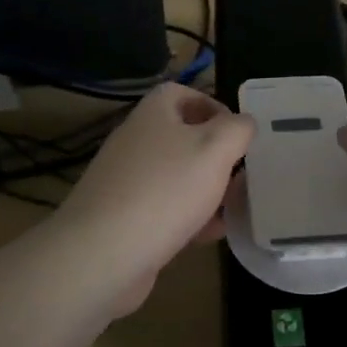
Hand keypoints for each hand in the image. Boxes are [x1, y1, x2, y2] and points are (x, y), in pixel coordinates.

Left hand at [58, 84, 254, 311]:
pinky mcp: (123, 218)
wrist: (103, 254)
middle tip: (241, 173)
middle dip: (215, 155)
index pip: (181, 93)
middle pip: (181, 136)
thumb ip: (237, 130)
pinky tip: (209, 236)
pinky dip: (188, 217)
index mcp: (153, 114)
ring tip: (233, 207)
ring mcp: (126, 181)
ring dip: (206, 189)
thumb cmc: (165, 190)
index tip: (237, 132)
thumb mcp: (215, 150)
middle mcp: (136, 141)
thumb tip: (243, 123)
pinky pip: (163, 208)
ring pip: (175, 176)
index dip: (212, 105)